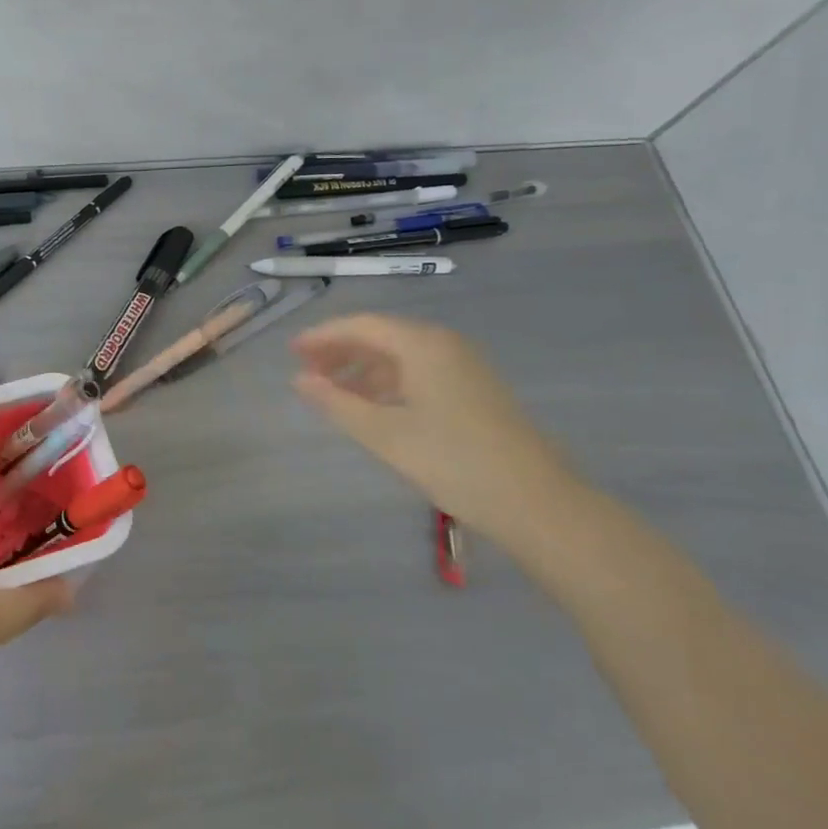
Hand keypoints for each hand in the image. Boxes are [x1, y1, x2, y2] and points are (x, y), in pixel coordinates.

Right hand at [291, 313, 584, 543]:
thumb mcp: (384, 434)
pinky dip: (389, 382)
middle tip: (306, 372)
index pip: (361, 325)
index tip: (291, 353)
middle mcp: (444, 344)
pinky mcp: (474, 388)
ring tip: (333, 393)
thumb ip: (337, 403)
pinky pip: (419, 371)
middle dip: (340, 352)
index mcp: (422, 344)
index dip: (322, 337)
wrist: (536, 502)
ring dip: (363, 369)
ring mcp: (464, 365)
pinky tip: (374, 406)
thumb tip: (299, 381)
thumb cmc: (453, 461)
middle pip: (381, 336)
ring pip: (400, 355)